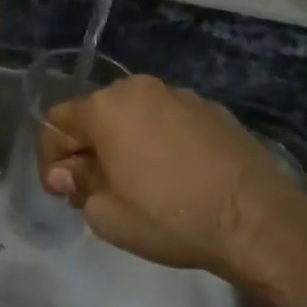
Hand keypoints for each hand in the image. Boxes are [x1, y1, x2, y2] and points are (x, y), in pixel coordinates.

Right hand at [39, 75, 306, 277]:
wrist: (255, 218)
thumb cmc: (170, 217)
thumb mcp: (107, 215)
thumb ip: (78, 185)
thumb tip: (68, 172)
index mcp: (107, 107)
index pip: (57, 122)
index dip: (51, 158)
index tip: (63, 192)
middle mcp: (140, 89)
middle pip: (97, 114)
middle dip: (89, 149)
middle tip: (97, 190)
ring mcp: (181, 95)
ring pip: (135, 115)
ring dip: (125, 143)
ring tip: (140, 183)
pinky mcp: (212, 109)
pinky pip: (169, 121)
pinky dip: (160, 141)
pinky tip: (177, 175)